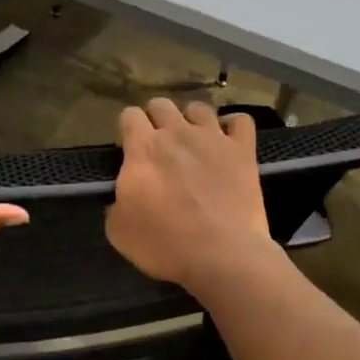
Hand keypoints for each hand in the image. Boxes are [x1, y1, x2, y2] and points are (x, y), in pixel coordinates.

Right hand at [107, 98, 274, 291]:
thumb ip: (116, 203)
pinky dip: (232, 125)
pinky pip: (240, 121)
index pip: (129, 115)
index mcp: (143, 149)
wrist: (221, 255)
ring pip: (199, 108)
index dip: (127, 130)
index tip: (129, 150)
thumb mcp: (118, 231)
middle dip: (155, 119)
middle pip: (161, 104)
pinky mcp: (243, 151)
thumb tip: (121, 197)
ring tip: (192, 141)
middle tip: (158, 146)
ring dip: (191, 120)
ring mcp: (214, 138)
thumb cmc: (164, 244)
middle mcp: (177, 133)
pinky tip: (227, 140)